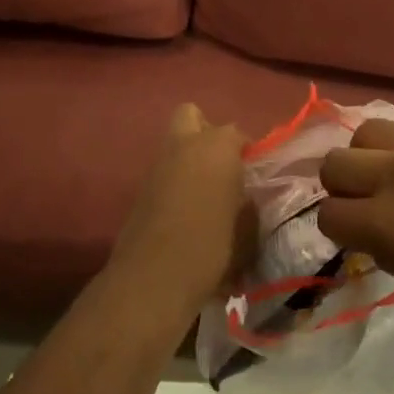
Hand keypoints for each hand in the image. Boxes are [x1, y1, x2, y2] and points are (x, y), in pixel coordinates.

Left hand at [108, 103, 255, 319]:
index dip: (246, 153)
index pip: (237, 134)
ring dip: (189, 158)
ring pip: (174, 144)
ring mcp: (157, 165)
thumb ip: (248, 205)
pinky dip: (175, 182)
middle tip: (222, 165)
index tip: (253, 176)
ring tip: (206, 193)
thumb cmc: (211, 247)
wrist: (154, 278)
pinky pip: (163, 172)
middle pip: (191, 116)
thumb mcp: (246, 229)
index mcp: (216, 146)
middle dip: (207, 133)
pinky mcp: (140, 188)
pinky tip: (186, 212)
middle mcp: (184, 145)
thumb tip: (245, 198)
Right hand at [318, 121, 393, 355]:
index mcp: (386, 223)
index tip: (355, 239)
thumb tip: (379, 232)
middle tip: (366, 205)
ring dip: (370, 158)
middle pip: (336, 162)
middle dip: (341, 187)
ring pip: (369, 132)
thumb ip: (389, 250)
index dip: (337, 230)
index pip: (328, 213)